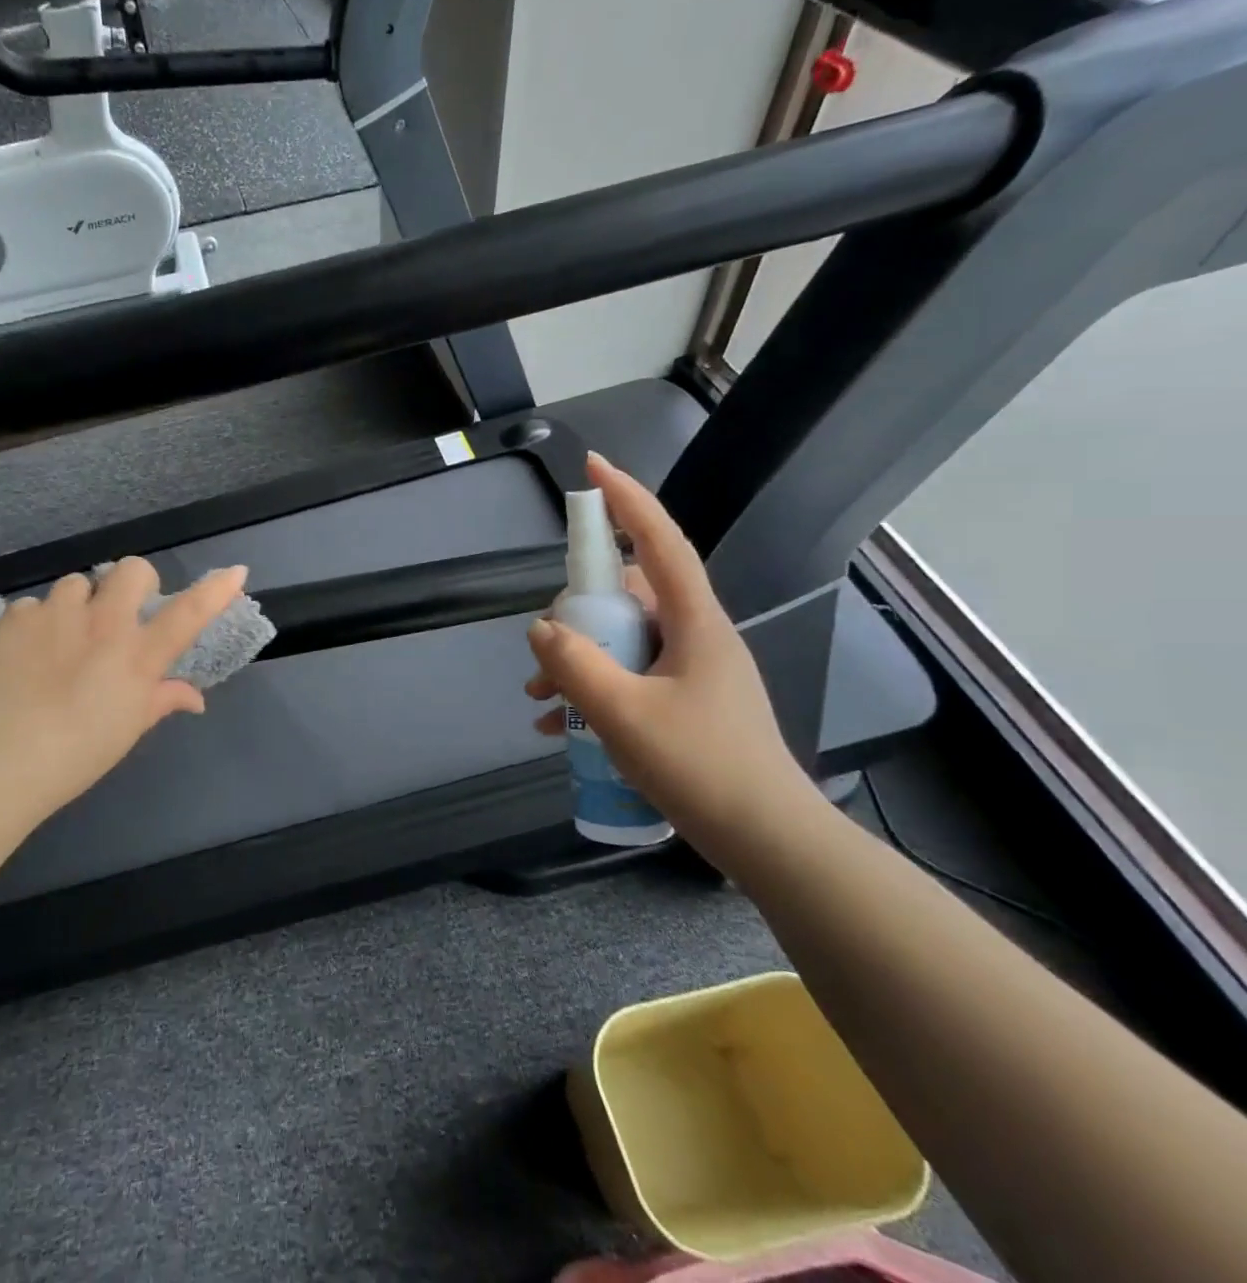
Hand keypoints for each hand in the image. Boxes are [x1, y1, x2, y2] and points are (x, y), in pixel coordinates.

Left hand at [0, 557, 248, 824]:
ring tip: (64, 636)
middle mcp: (103, 624)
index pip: (188, 614)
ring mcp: (57, 615)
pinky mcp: (15, 618)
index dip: (215, 590)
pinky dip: (37, 623)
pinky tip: (26, 653)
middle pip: (131, 570)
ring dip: (80, 603)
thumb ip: (162, 701)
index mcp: (137, 656)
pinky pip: (34, 605)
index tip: (236, 572)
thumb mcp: (127, 729)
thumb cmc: (75, 757)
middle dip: (134, 582)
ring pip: (78, 583)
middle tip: (122, 612)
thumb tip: (194, 698)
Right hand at [525, 452, 815, 844]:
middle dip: (577, 613)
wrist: (769, 844)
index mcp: (694, 623)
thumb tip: (541, 630)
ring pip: (623, 641)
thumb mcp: (624, 715)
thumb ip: (574, 666)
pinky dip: (593, 691)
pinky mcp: (686, 704)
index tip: (592, 467)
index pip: (660, 542)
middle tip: (543, 650)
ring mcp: (692, 671)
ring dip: (578, 660)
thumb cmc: (702, 769)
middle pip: (627, 596)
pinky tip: (559, 728)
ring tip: (540, 698)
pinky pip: (629, 677)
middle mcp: (696, 636)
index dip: (627, 499)